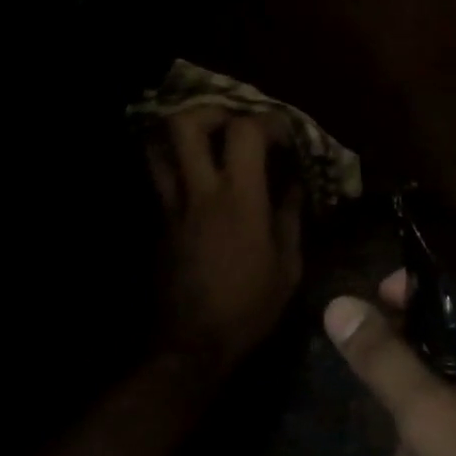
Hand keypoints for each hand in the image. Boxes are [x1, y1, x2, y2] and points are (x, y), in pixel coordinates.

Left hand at [147, 107, 303, 376]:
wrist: (193, 344)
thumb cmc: (249, 307)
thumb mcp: (287, 266)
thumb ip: (290, 217)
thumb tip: (295, 185)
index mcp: (239, 200)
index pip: (244, 132)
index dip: (266, 120)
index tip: (283, 131)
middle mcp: (201, 192)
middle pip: (184, 125)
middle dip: (209, 111)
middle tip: (232, 122)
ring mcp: (173, 206)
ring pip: (159, 147)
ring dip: (182, 135)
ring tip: (207, 141)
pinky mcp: (160, 222)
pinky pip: (161, 178)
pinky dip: (177, 165)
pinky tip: (199, 178)